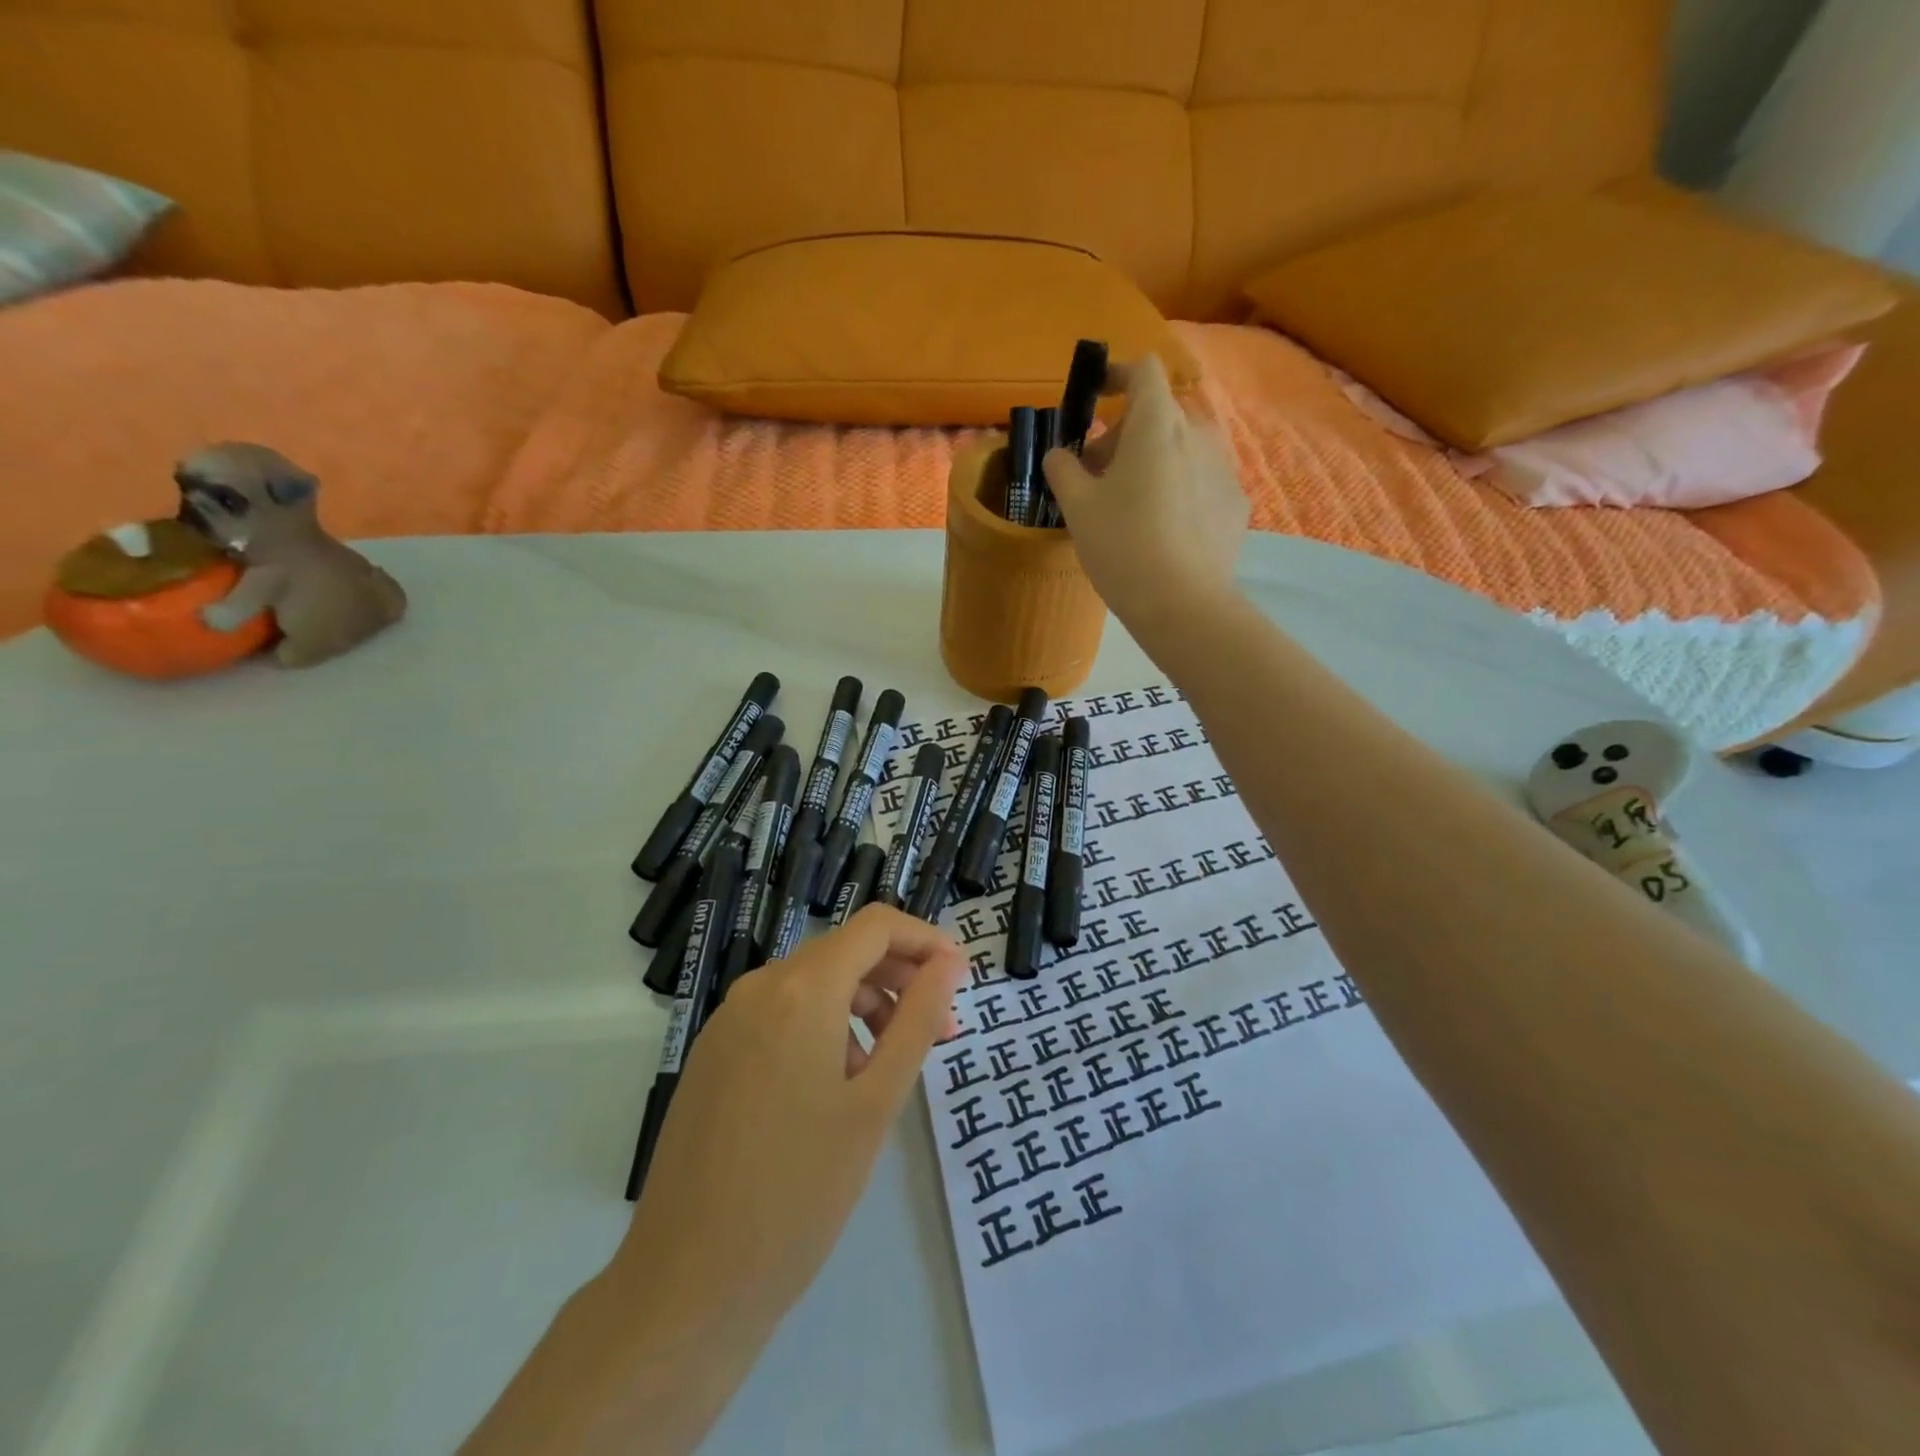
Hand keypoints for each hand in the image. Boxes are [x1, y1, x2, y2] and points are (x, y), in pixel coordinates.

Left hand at [611, 905, 966, 1338]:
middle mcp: (759, 987)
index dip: (925, 939)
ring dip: (864, 1005)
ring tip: (891, 1066)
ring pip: (814, 984)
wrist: (687, 1284)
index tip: (959, 977)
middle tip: (941, 1030)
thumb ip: (917, 1019)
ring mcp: (729, 1020)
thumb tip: (949, 961)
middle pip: (845, 952)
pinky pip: (781, 1014)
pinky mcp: (713, 1053)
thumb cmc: (799, 1191)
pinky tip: (839, 1083)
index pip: (876, 926)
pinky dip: (824, 1026)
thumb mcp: (876, 1102)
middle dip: (900, 978)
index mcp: (800, 989)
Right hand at [1043, 355, 1249, 632]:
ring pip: (1182, 449)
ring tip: (1131, 506)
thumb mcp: (1077, 507)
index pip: (1143, 370)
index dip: (1116, 374)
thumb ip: (1062, 469)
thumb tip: (1059, 454)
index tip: (1095, 396)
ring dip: (1153, 462)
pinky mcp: (1235, 504)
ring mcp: (1223, 469)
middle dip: (1125, 434)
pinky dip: (1178, 491)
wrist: (1182, 604)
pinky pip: (1200, 482)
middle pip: (1159, 414)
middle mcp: (1198, 434)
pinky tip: (1163, 532)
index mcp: (1157, 425)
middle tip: (1097, 474)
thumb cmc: (1122, 546)